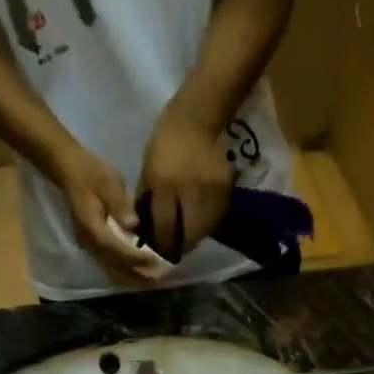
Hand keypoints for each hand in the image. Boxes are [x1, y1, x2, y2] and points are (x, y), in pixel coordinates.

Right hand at [55, 145, 152, 284]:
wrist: (70, 172)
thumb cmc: (91, 173)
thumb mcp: (108, 182)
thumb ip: (120, 205)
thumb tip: (133, 225)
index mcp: (92, 227)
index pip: (115, 250)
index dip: (136, 258)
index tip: (156, 261)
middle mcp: (90, 243)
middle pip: (115, 268)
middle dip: (138, 274)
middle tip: (161, 277)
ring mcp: (90, 248)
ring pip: (113, 271)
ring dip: (134, 278)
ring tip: (155, 279)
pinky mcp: (94, 249)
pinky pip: (112, 268)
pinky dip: (128, 273)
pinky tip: (143, 273)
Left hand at [138, 104, 234, 262]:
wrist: (195, 119)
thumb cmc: (164, 145)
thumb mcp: (148, 173)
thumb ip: (148, 204)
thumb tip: (147, 233)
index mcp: (164, 184)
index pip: (165, 227)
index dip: (162, 245)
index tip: (160, 254)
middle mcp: (189, 189)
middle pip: (188, 234)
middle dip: (180, 245)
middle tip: (175, 248)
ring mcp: (211, 190)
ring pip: (204, 230)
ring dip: (195, 237)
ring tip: (187, 235)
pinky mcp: (226, 189)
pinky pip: (216, 217)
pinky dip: (207, 223)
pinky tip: (200, 220)